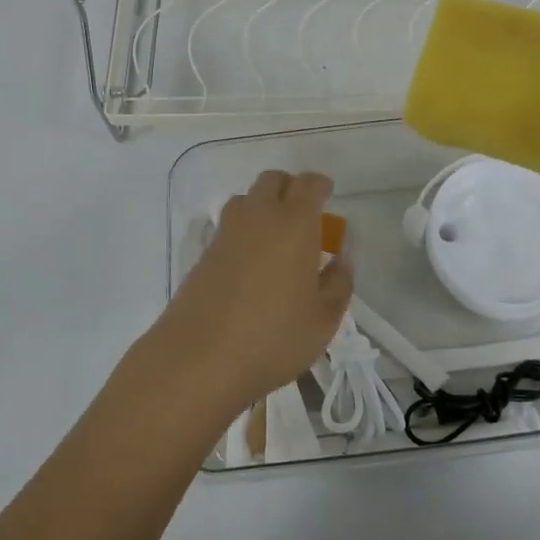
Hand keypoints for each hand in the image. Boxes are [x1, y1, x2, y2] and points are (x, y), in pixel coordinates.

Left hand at [149, 170, 351, 418]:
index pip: (308, 184)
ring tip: (275, 234)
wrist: (199, 358)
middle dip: (290, 187)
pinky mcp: (204, 253)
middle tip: (303, 212)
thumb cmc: (273, 338)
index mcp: (294, 224)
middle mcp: (259, 216)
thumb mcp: (323, 320)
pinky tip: (251, 261)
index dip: (319, 184)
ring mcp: (227, 232)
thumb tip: (340, 260)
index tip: (327, 193)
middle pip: (272, 180)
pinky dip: (244, 230)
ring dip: (263, 204)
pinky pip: (229, 226)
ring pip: (246, 199)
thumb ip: (338, 284)